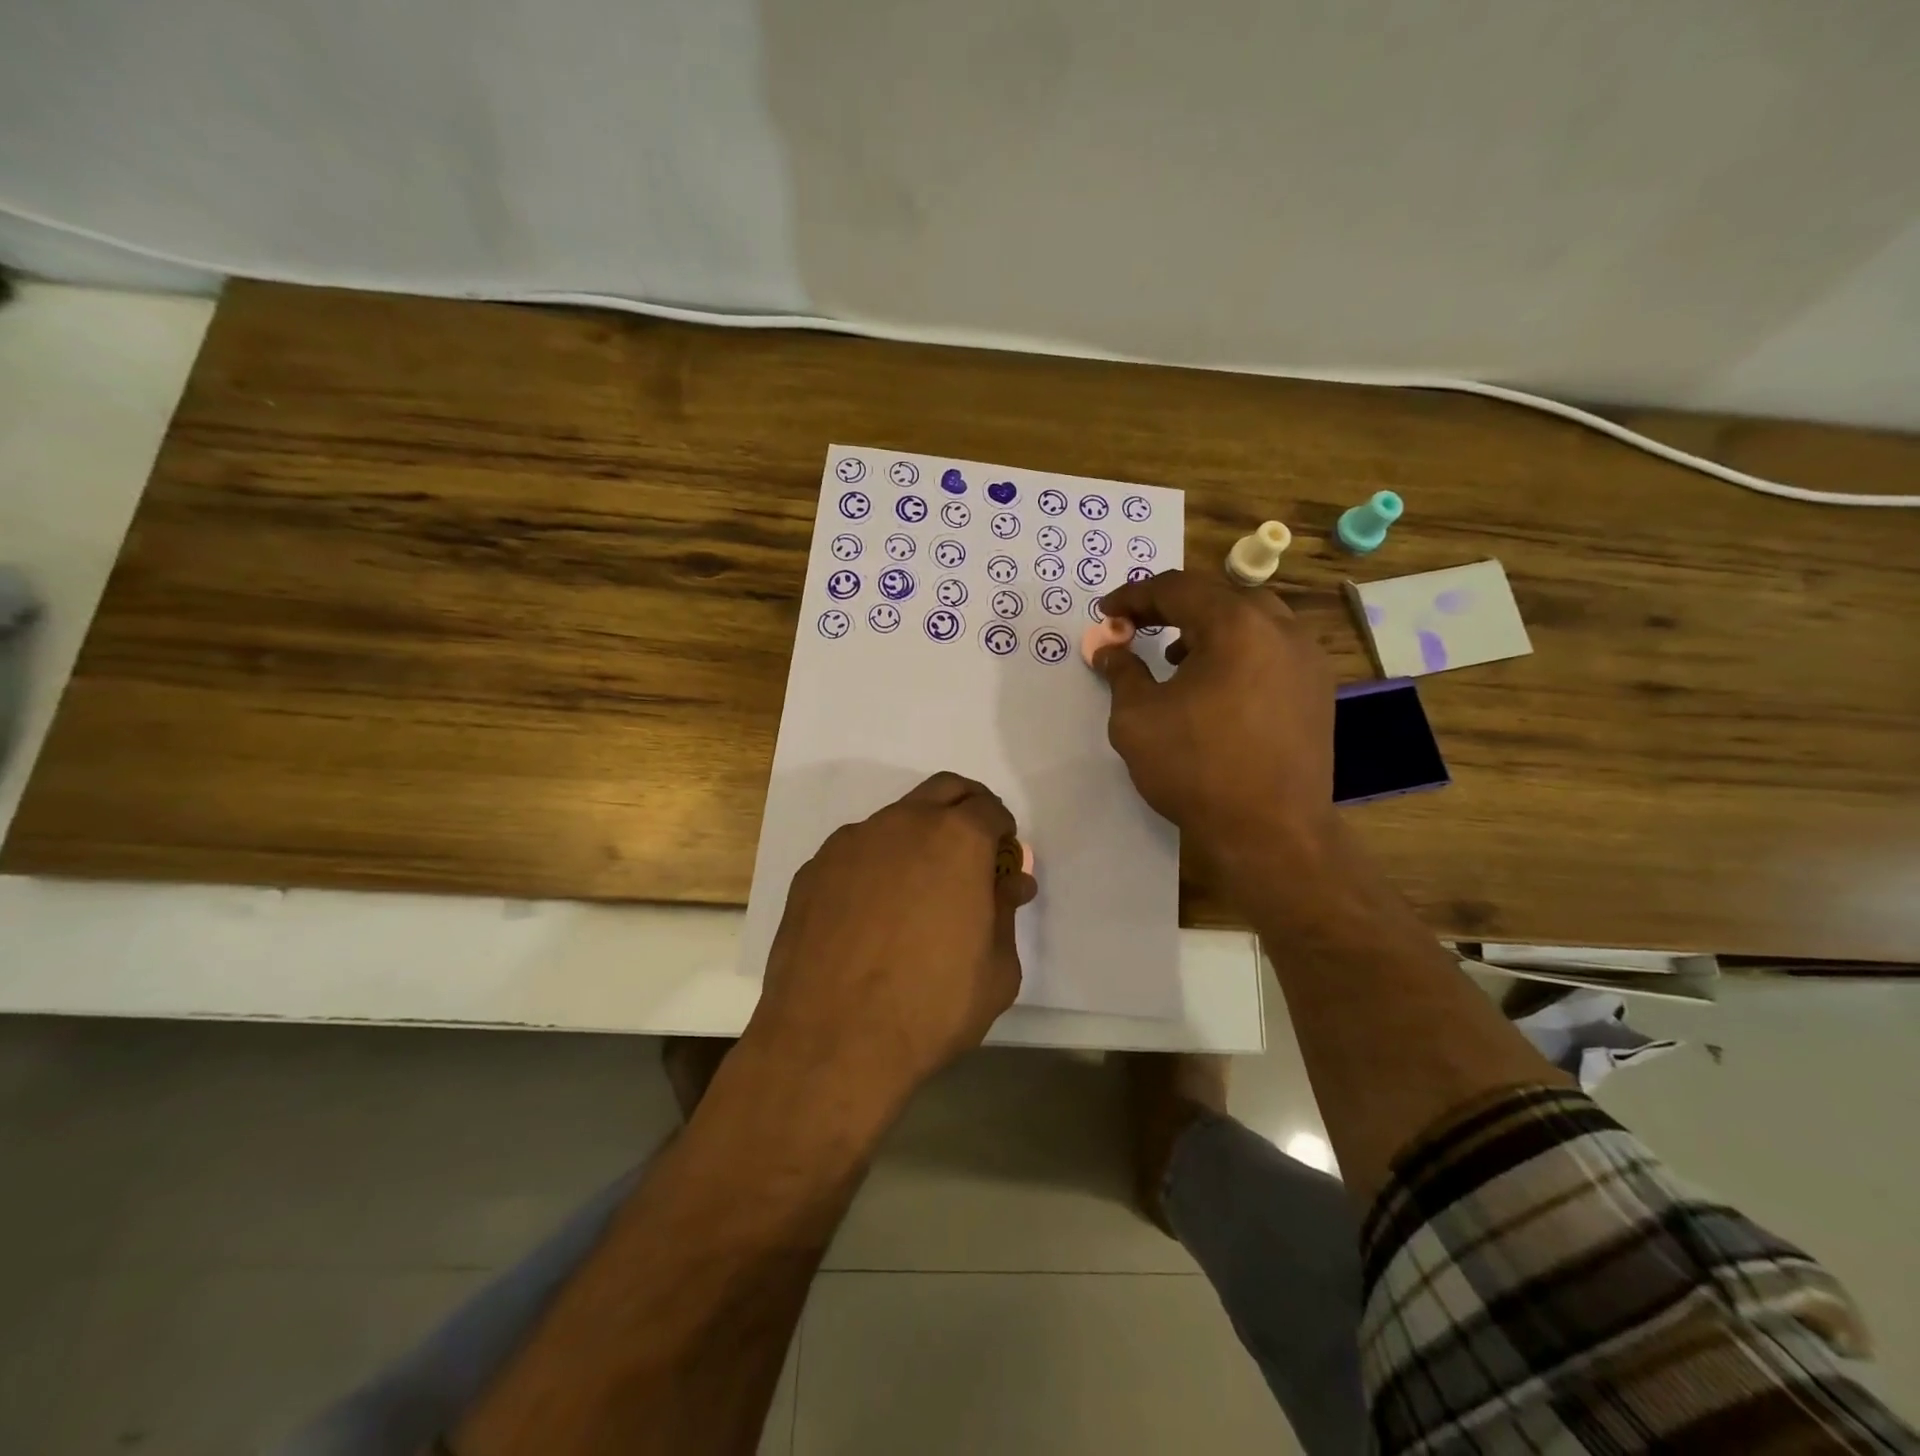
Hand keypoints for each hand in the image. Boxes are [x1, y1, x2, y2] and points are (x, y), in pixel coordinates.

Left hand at [748, 772, 1036, 1105]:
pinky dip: (874, 866)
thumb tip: (1010, 882)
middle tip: (971, 854)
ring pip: (895, 820)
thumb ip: (1005, 912)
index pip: (989, 808)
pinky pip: (856, 853)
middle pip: (943, 790)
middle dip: (965, 810)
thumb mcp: (997, 969)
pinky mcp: (813, 869)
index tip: (1001, 861)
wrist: (831, 1042)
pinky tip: (870, 915)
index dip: (1002, 832)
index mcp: (956, 839)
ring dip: (916, 839)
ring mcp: (851, 843)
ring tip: (915, 893)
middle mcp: (902, 824)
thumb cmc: (931, 1007)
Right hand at [1093, 570, 1337, 889]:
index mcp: (1237, 625)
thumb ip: (1121, 673)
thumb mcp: (1137, 718)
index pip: (1178, 588)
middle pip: (1220, 596)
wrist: (1270, 831)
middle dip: (1174, 608)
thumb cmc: (1196, 768)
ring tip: (1175, 660)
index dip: (1135, 595)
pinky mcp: (1317, 692)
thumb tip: (1109, 649)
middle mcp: (1281, 630)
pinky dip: (1238, 653)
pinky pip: (1272, 651)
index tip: (1107, 613)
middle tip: (1139, 628)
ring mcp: (1307, 661)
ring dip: (1208, 629)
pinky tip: (1216, 689)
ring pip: (1252, 622)